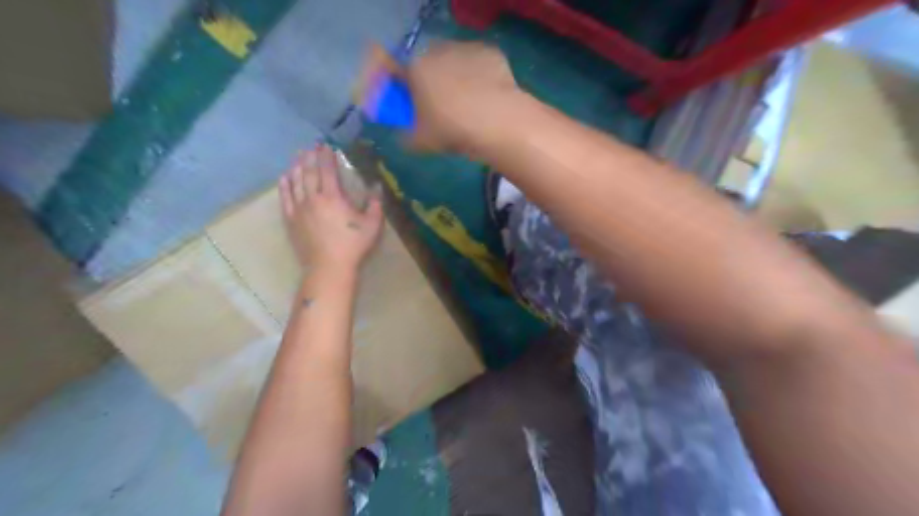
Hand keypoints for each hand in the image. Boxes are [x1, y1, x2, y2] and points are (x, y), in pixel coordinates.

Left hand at [278, 144, 381, 273]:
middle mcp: (312, 198)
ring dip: (297, 167)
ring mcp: (298, 209)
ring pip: (295, 182)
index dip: (327, 157)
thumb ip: (375, 204)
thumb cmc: (353, 246)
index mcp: (333, 197)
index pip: (327, 170)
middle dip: (311, 157)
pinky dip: (284, 185)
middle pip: (309, 172)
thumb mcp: (372, 225)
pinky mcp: (290, 220)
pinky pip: (285, 198)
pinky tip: (285, 177)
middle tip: (311, 146)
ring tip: (298, 156)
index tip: (327, 146)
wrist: (328, 267)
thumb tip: (377, 187)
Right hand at [404, 41, 520, 152]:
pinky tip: (488, 96)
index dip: (409, 92)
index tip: (417, 108)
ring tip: (470, 104)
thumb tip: (404, 133)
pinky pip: (480, 64)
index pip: (402, 75)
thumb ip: (406, 135)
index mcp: (416, 69)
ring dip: (459, 76)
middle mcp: (438, 50)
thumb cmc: (453, 130)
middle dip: (434, 81)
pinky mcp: (491, 52)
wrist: (497, 121)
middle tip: (445, 108)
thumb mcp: (420, 142)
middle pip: (430, 64)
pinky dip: (482, 76)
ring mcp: (467, 48)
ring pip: (457, 62)